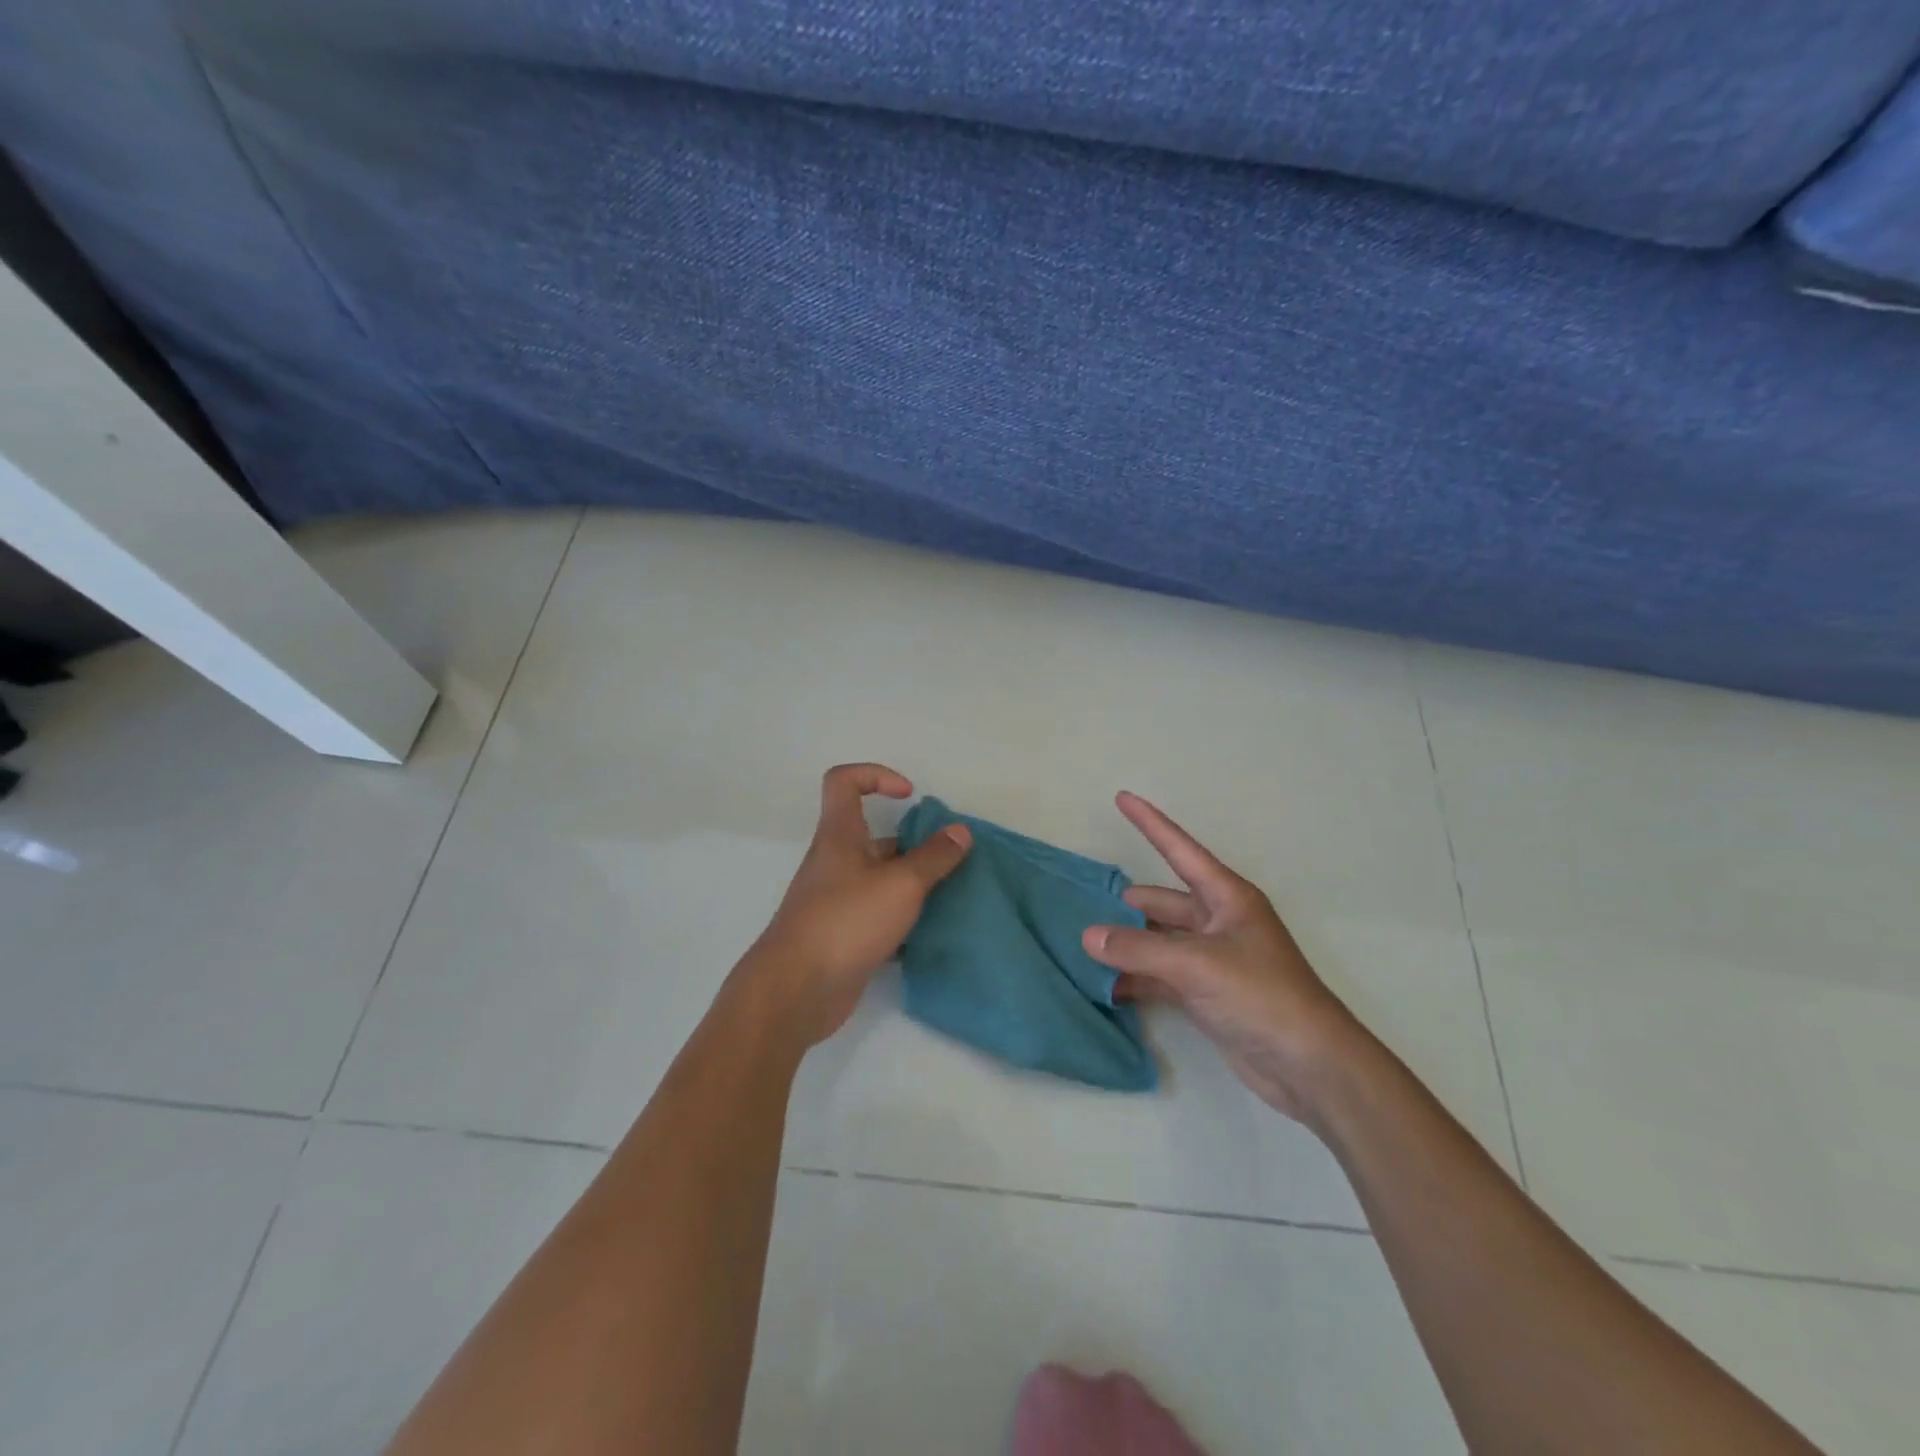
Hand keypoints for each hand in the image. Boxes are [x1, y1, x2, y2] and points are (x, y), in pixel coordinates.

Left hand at [738, 763, 971, 1047]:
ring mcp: (836, 900)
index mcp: (840, 835)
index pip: (844, 781)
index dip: (876, 775)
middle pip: (873, 835)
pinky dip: (902, 918)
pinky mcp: (842, 934)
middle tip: (948, 858)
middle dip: (912, 842)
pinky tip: (930, 934)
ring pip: (879, 877)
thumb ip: (934, 857)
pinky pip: (878, 914)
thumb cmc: (846, 921)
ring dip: (912, 883)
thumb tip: (960, 832)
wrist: (797, 990)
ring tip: (950, 895)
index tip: (910, 796)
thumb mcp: (900, 884)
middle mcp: (835, 861)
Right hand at [1083, 792, 1363, 1123]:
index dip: (1150, 823)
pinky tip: (1105, 986)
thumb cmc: (1262, 996)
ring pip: (1157, 941)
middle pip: (1161, 902)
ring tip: (1082, 946)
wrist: (1310, 1066)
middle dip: (1124, 904)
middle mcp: (1218, 921)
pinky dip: (1135, 978)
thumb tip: (1088, 936)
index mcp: (1226, 898)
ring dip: (1127, 945)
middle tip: (1080, 906)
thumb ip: (1138, 950)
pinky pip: (1160, 975)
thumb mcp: (1197, 965)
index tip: (1122, 797)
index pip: (1179, 850)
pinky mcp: (1206, 993)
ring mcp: (1212, 959)